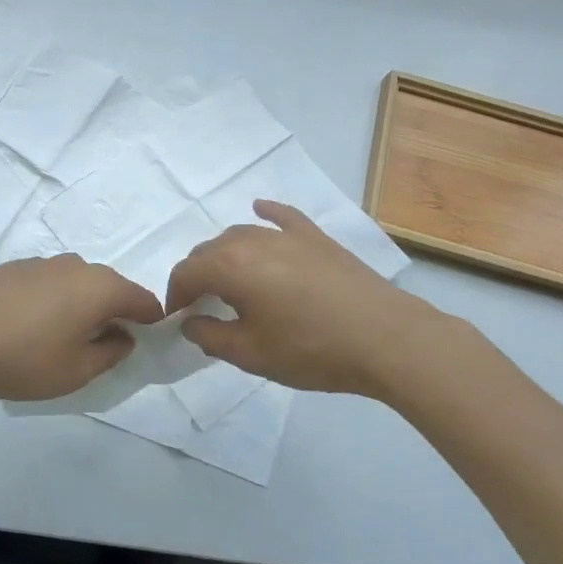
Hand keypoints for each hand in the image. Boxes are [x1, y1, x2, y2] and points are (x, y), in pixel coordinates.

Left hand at [0, 255, 165, 401]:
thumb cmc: (22, 358)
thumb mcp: (75, 371)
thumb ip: (110, 353)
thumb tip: (124, 336)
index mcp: (100, 287)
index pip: (142, 299)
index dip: (150, 321)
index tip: (146, 342)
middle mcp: (77, 265)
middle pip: (110, 287)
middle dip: (115, 312)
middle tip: (105, 345)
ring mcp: (43, 262)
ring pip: (78, 283)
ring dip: (82, 305)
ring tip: (65, 337)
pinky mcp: (15, 267)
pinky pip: (50, 282)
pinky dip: (54, 300)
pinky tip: (33, 325)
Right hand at [165, 200, 445, 396]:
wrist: (387, 339)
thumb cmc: (311, 349)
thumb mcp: (251, 354)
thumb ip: (210, 336)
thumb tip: (192, 322)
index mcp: (230, 267)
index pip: (186, 272)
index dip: (175, 296)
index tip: (177, 319)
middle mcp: (252, 240)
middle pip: (209, 250)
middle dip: (197, 275)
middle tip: (201, 306)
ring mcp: (288, 235)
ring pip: (240, 234)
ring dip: (224, 254)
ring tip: (228, 281)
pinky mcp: (316, 238)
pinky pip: (283, 217)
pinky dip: (266, 213)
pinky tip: (260, 209)